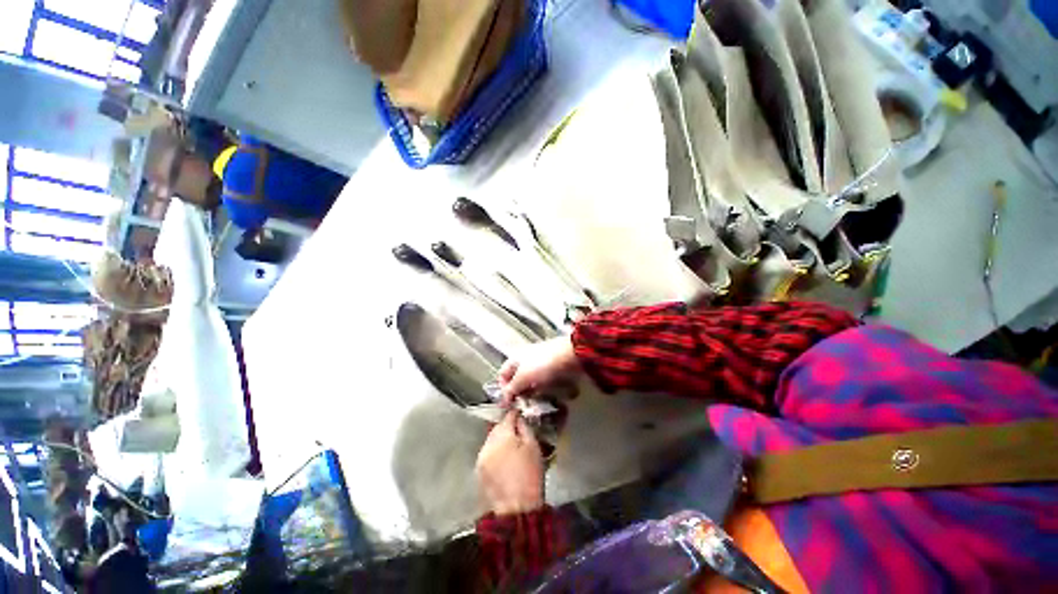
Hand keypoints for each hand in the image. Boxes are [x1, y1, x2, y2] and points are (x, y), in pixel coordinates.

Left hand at [476, 412, 544, 515]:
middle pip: (497, 426)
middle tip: (518, 431)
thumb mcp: (533, 447)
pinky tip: (503, 458)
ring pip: (491, 439)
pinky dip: (494, 451)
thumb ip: (525, 427)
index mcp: (502, 435)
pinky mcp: (479, 469)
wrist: (517, 509)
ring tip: (511, 446)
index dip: (515, 413)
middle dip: (506, 426)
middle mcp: (488, 443)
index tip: (521, 414)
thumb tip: (518, 417)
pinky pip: (487, 452)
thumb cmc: (530, 476)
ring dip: (499, 439)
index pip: (507, 416)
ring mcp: (481, 456)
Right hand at [498, 337, 581, 404]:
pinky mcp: (554, 372)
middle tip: (523, 407)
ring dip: (534, 396)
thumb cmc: (543, 365)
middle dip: (520, 395)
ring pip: (533, 385)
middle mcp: (526, 361)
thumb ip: (511, 389)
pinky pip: (547, 386)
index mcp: (515, 358)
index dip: (503, 389)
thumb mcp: (522, 378)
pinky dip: (547, 393)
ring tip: (538, 406)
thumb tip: (504, 400)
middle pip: (518, 381)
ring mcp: (542, 366)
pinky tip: (550, 401)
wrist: (570, 356)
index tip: (508, 404)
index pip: (502, 375)